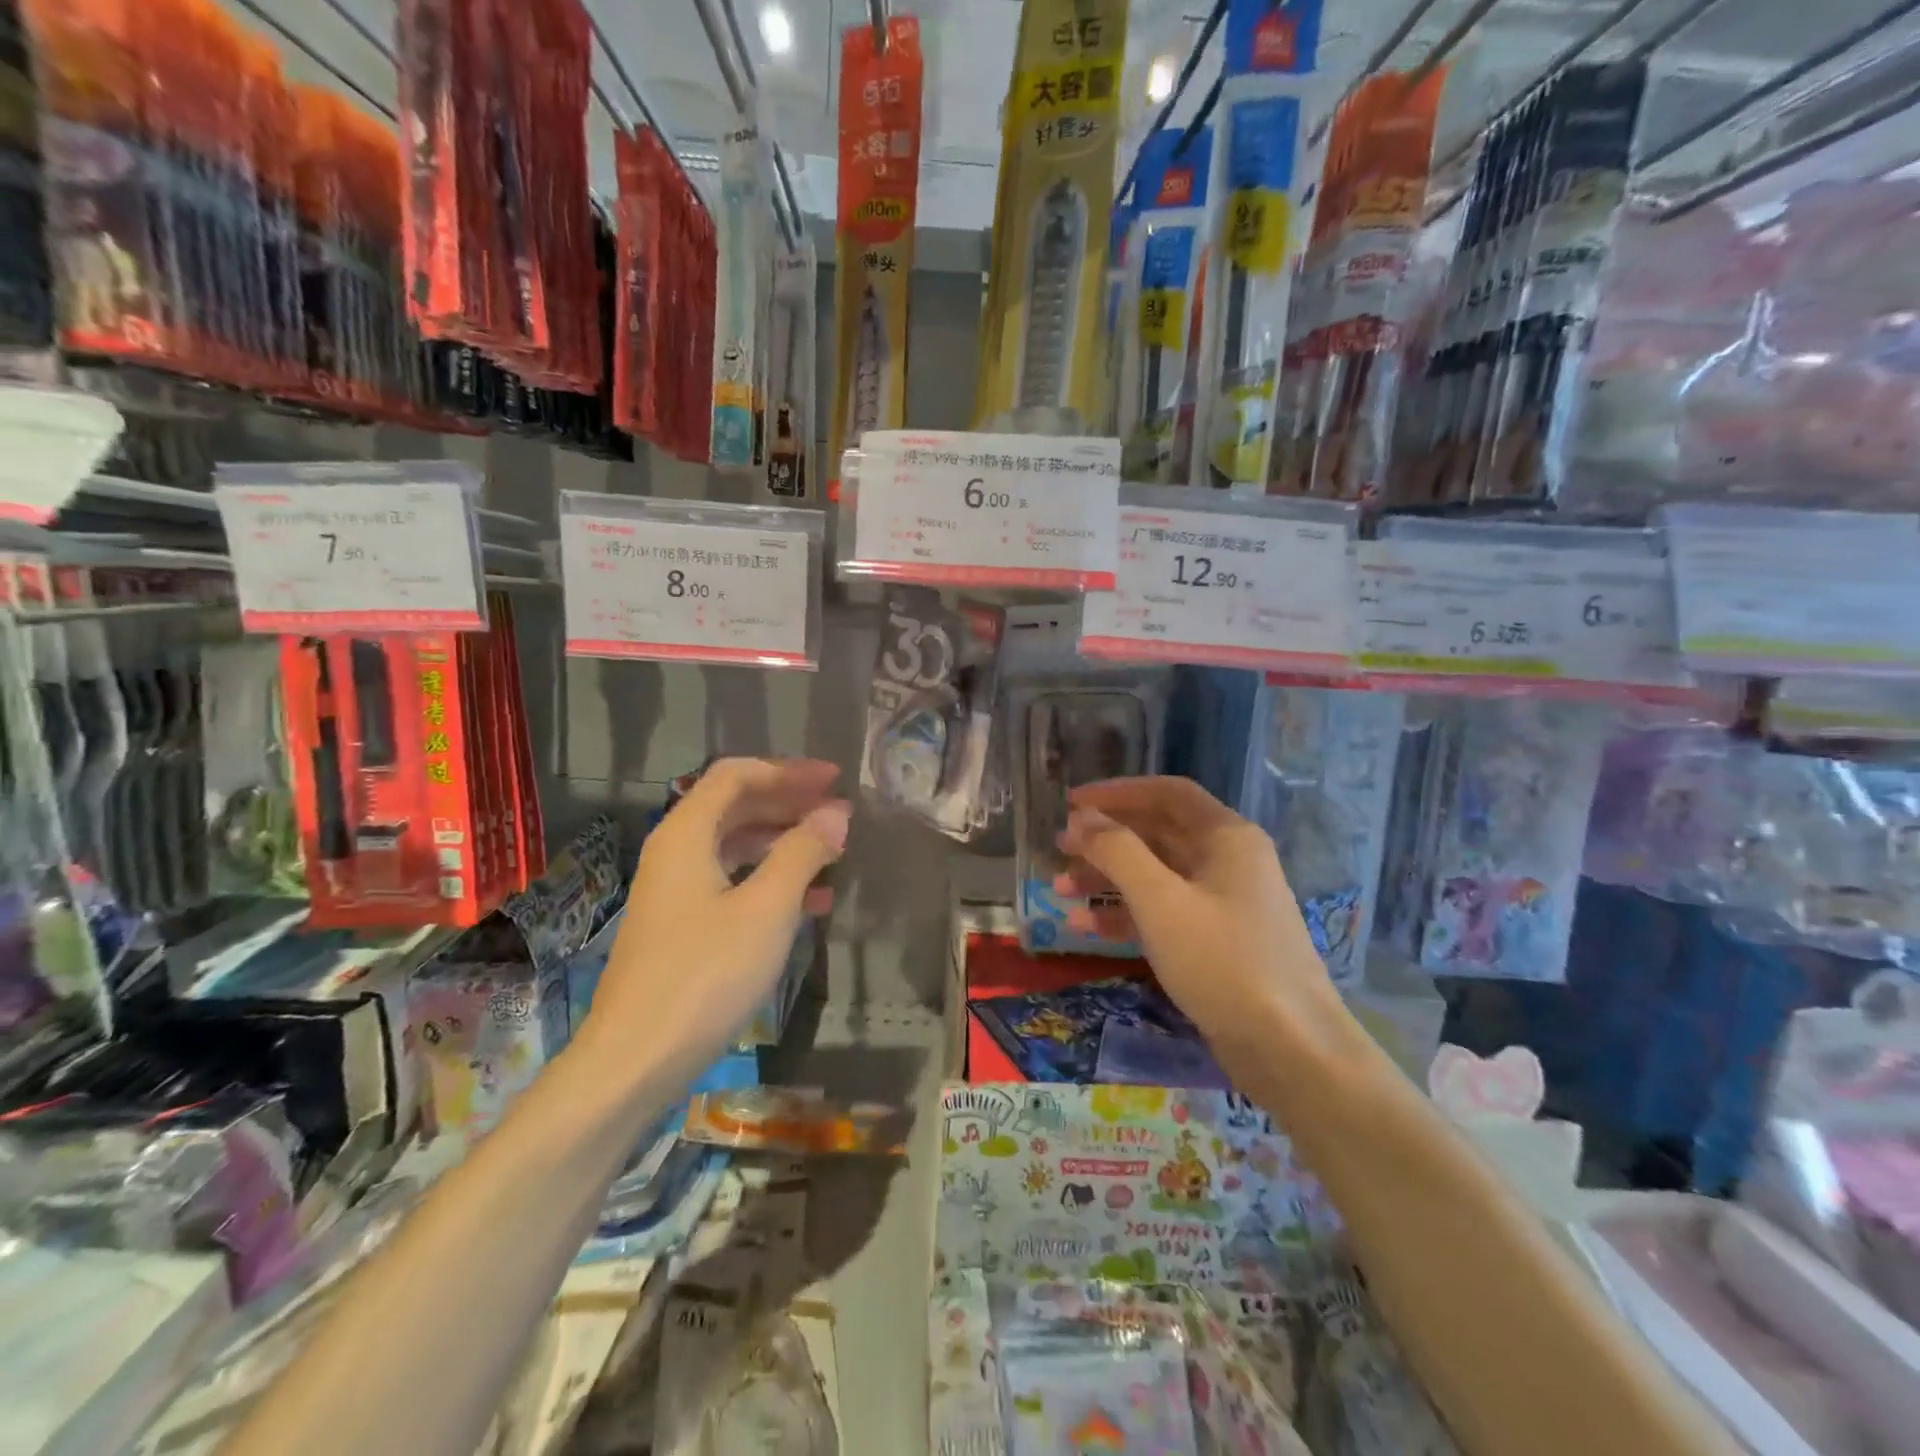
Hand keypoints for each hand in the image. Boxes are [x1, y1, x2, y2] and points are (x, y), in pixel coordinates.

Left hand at [581, 759, 848, 1082]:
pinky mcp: (681, 927)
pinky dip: (770, 881)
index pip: (736, 775)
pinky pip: (731, 883)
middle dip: (789, 804)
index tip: (834, 780)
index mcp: (686, 835)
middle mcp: (675, 852)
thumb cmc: (705, 975)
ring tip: (832, 854)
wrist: (635, 1061)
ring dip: (784, 843)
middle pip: (735, 807)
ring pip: (736, 847)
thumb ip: (802, 853)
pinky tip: (811, 902)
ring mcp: (675, 892)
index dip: (787, 771)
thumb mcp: (767, 909)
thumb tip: (835, 814)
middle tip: (838, 812)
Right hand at [1055, 777, 1346, 1050]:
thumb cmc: (1223, 960)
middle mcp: (1228, 860)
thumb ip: (1118, 852)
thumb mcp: (1161, 901)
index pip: (1166, 793)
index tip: (1072, 802)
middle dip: (1106, 839)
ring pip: (1156, 875)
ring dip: (1108, 878)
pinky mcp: (1216, 941)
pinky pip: (1163, 912)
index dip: (1116, 792)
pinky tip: (1086, 926)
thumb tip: (1083, 818)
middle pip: (1158, 833)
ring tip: (1060, 890)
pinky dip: (1126, 914)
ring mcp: (1223, 902)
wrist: (1290, 1048)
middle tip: (1060, 846)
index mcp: (1226, 837)